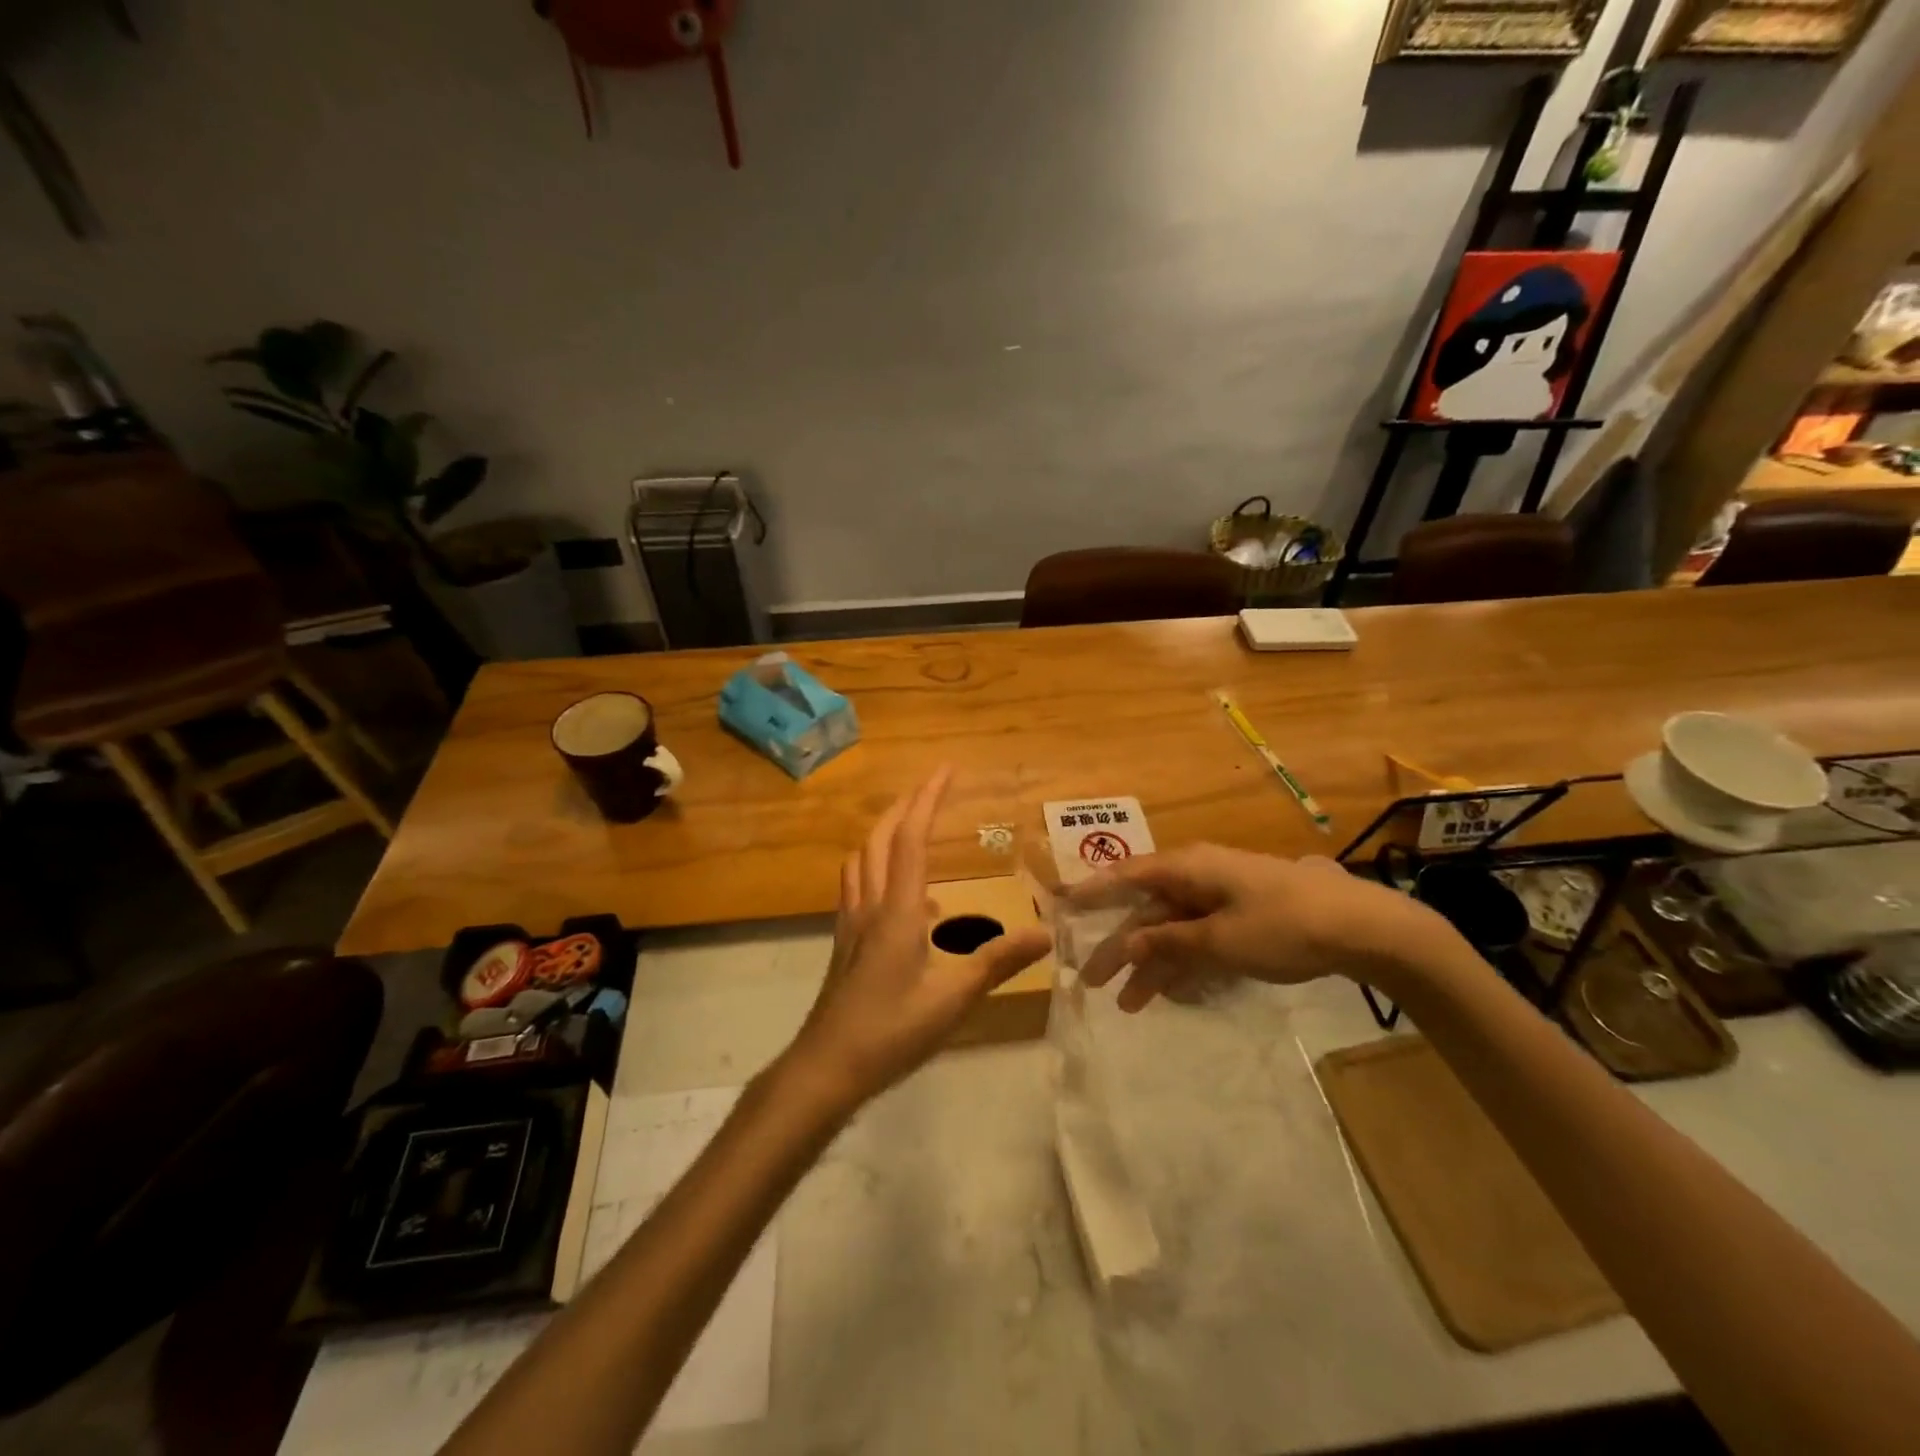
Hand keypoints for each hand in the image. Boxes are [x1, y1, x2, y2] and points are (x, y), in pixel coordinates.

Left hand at [784, 769, 1052, 1110]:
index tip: (946, 770)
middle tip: (931, 787)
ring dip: (884, 832)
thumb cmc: (891, 1031)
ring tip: (910, 825)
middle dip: (905, 806)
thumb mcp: (952, 999)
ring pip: (862, 859)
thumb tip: (1044, 932)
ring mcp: (851, 924)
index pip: (912, 839)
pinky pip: (857, 886)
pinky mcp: (843, 943)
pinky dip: (876, 867)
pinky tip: (899, 894)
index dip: (928, 800)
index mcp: (897, 911)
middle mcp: (870, 906)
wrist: (826, 1067)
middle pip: (881, 839)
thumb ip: (997, 962)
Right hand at [1069, 843, 1455, 1011]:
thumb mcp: (1219, 939)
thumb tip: (1127, 943)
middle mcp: (1199, 878)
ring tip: (1127, 1005)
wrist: (1361, 927)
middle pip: (1147, 911)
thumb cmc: (1282, 925)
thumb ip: (1169, 942)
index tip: (1059, 906)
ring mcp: (1221, 899)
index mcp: (1188, 868)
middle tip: (1090, 980)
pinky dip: (1182, 965)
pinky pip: (1198, 940)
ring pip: (1172, 930)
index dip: (1092, 891)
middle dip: (1119, 946)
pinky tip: (1168, 994)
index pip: (1127, 876)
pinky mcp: (1242, 920)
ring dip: (1150, 965)